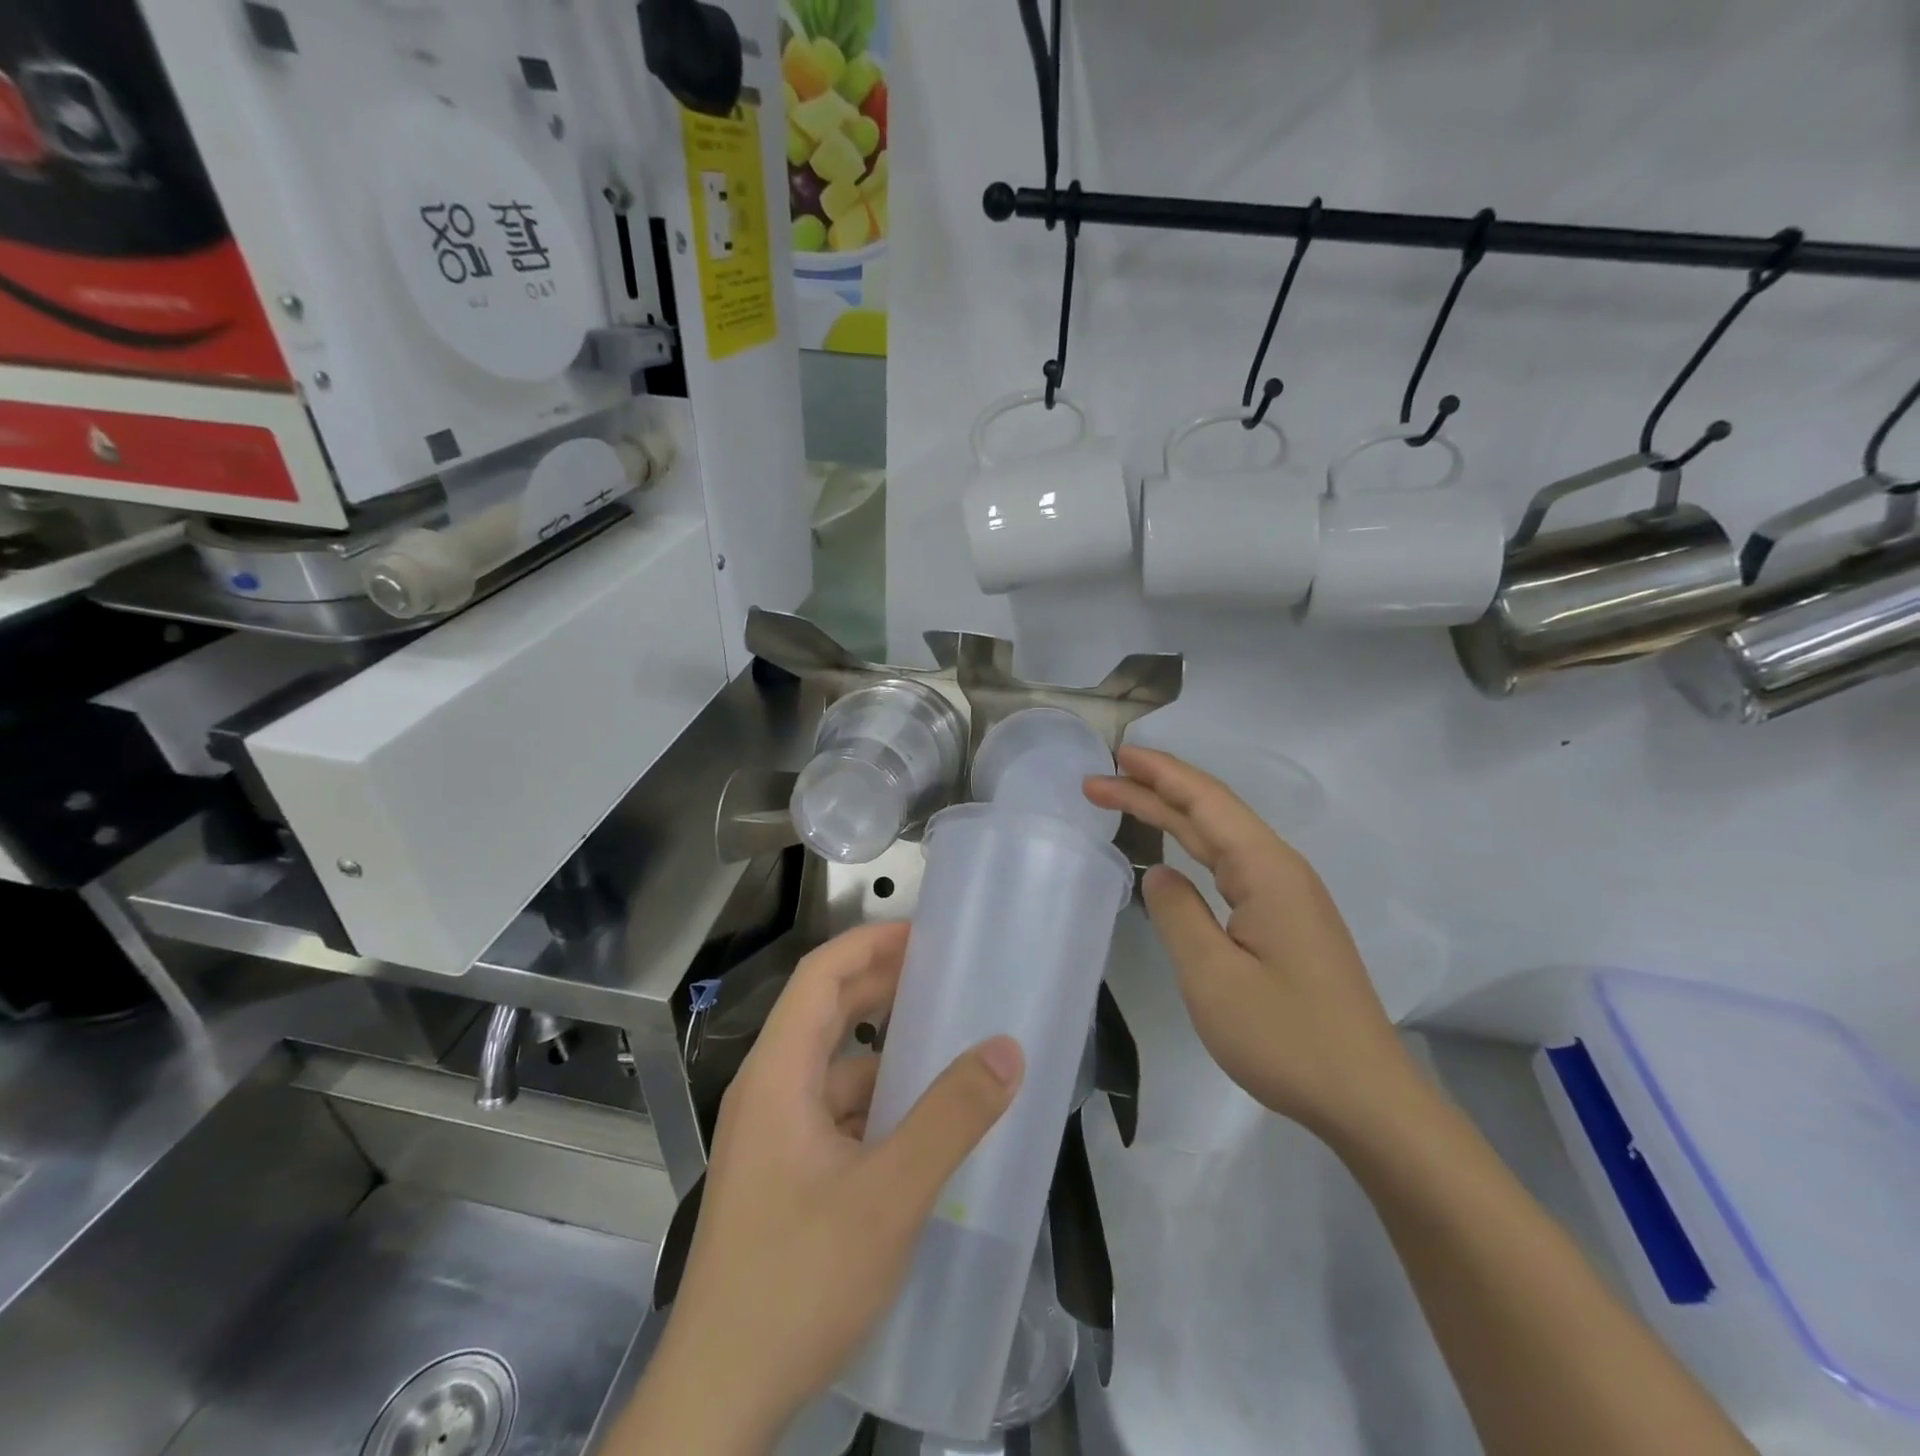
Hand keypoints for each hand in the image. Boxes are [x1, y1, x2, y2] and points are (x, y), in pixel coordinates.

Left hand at [617, 921, 1023, 1454]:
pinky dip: (876, 1100)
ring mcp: (771, 1137)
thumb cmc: (797, 1282)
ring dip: (884, 1050)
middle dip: (882, 987)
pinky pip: (834, 1113)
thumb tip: (1006, 1049)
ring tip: (946, 1044)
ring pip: (832, 1068)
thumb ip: (950, 1118)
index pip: (820, 976)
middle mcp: (768, 1092)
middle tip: (946, 976)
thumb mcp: (888, 1196)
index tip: (925, 933)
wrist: (718, 1401)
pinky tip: (919, 1122)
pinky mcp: (782, 1175)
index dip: (869, 944)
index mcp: (778, 1075)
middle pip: (824, 1013)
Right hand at [1086, 745, 1421, 1145]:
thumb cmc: (1285, 1037)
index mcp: (1266, 870)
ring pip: (1221, 837)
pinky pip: (1231, 864)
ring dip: (1171, 815)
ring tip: (1125, 799)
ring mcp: (1287, 895)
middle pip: (1210, 812)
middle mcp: (1280, 870)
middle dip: (1153, 791)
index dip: (1158, 775)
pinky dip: (1193, 846)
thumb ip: (1178, 914)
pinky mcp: (1286, 921)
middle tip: (1097, 781)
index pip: (1205, 803)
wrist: (1366, 1098)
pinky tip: (1176, 850)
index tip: (1113, 756)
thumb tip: (1159, 874)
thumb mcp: (1213, 977)